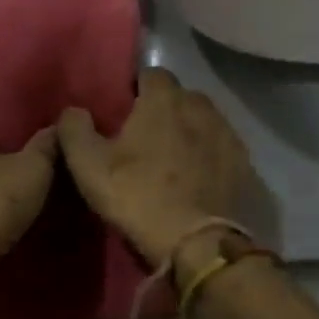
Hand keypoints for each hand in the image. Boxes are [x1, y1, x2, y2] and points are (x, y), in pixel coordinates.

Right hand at [57, 68, 254, 265]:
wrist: (197, 243)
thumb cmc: (138, 198)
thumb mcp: (89, 167)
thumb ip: (74, 130)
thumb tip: (73, 111)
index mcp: (164, 100)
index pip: (151, 74)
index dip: (136, 89)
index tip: (124, 110)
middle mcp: (201, 107)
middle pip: (181, 97)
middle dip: (165, 109)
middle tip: (147, 137)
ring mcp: (228, 134)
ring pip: (205, 121)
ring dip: (190, 131)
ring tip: (174, 158)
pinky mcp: (244, 164)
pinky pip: (222, 149)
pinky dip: (210, 156)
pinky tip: (199, 178)